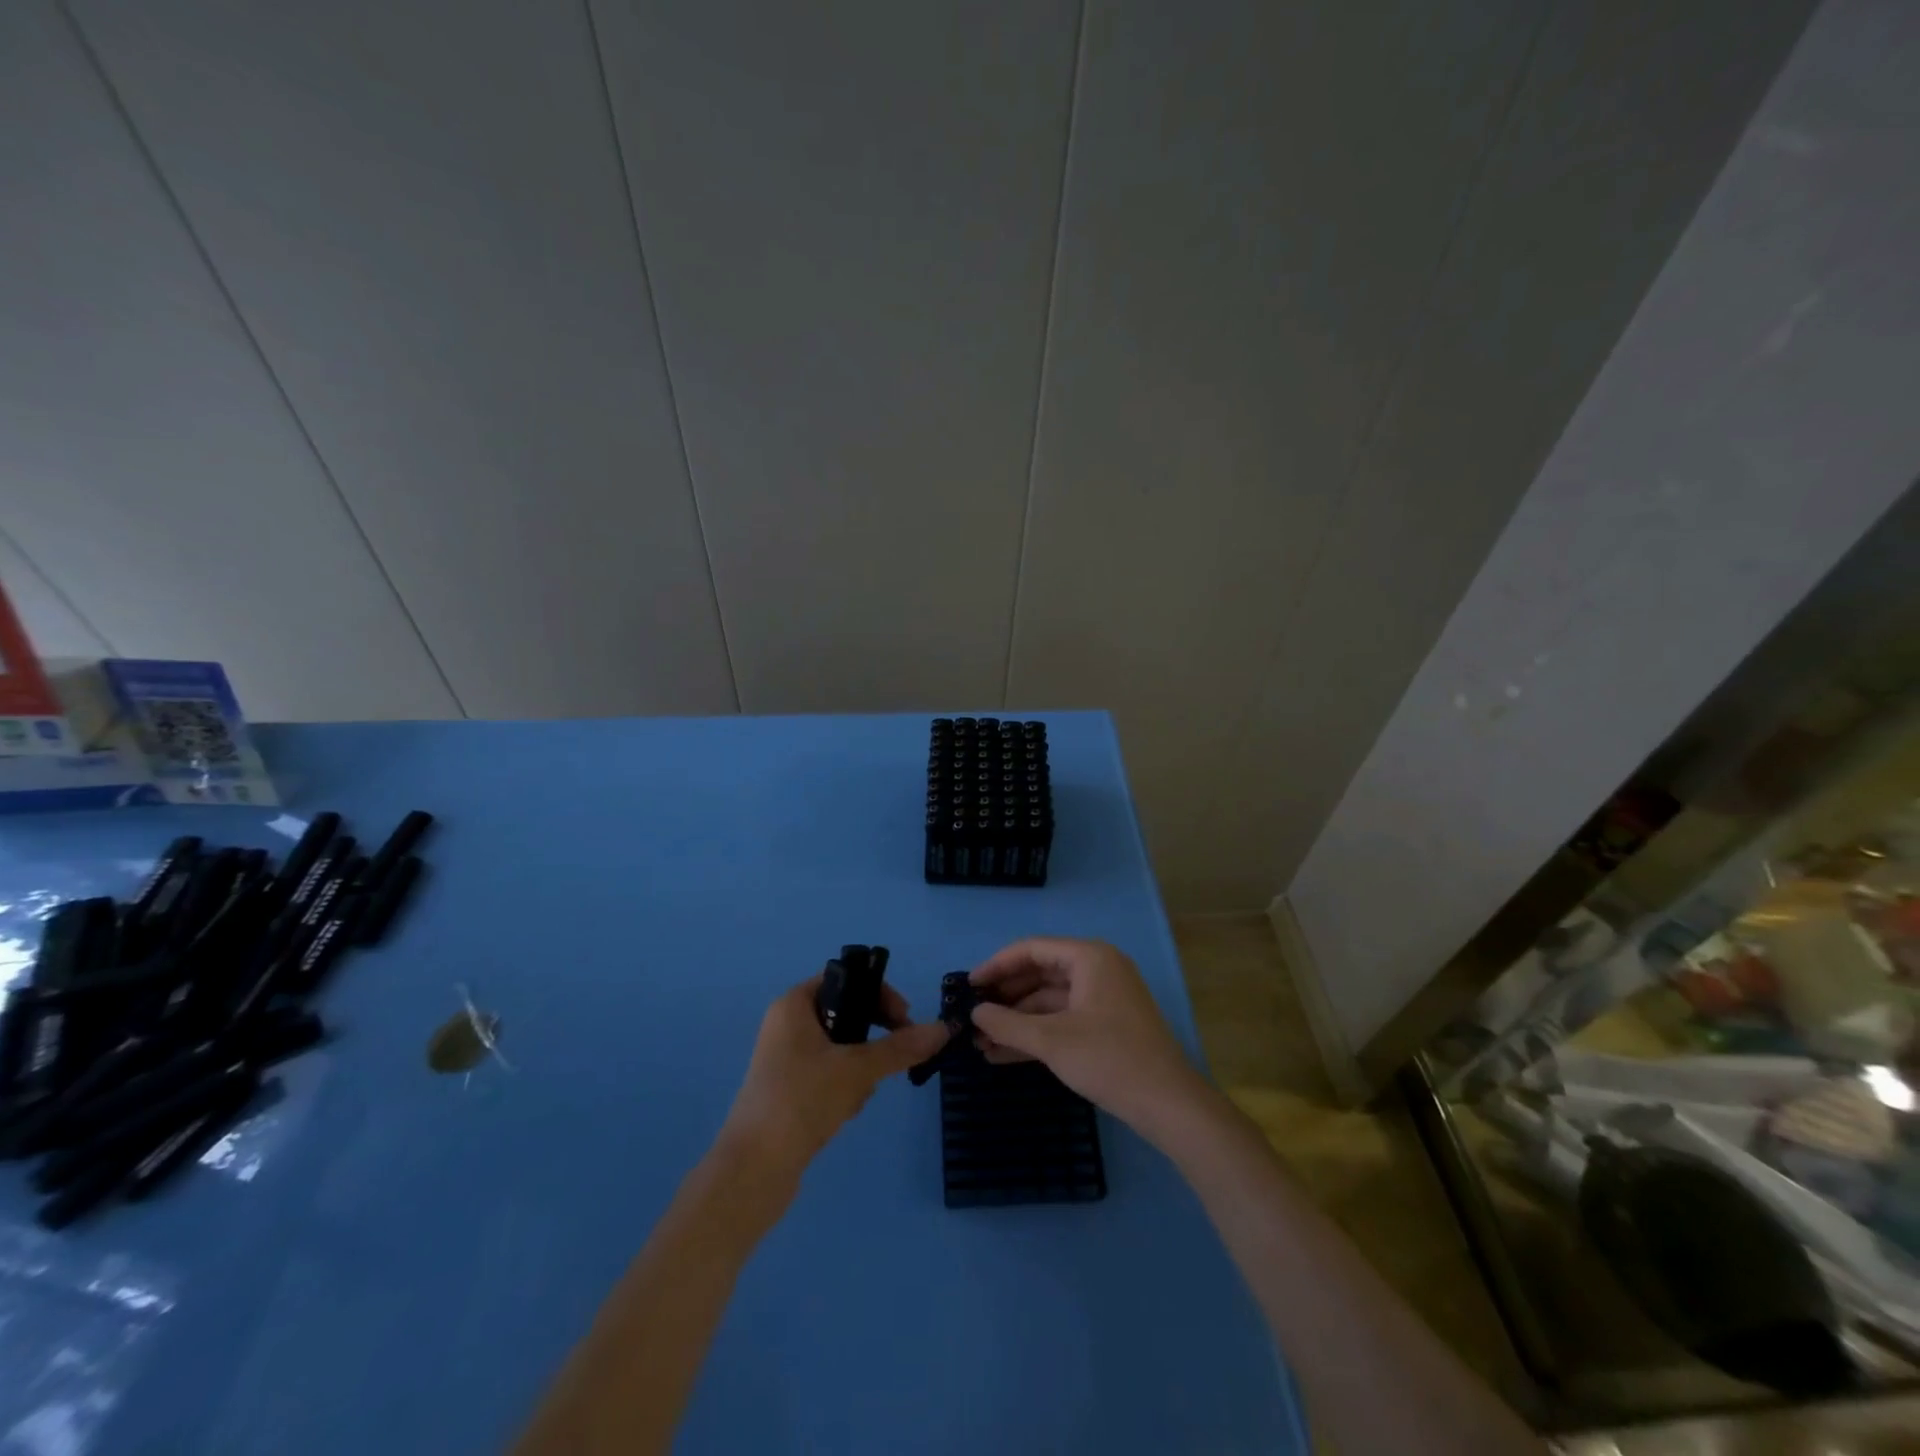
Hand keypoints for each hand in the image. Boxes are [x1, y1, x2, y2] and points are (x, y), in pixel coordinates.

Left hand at [721, 978, 950, 1177]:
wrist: (752, 1171)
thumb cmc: (801, 1100)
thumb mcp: (857, 1069)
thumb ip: (901, 1047)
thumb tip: (943, 1028)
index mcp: (794, 1004)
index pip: (845, 978)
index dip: (878, 993)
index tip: (903, 1020)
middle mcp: (787, 1024)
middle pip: (846, 1014)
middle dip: (872, 1038)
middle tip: (892, 1059)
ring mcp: (786, 1059)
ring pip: (842, 1049)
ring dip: (860, 1069)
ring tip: (858, 1096)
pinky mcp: (789, 1091)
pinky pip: (829, 1075)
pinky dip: (844, 1089)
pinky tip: (843, 1113)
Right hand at [969, 938, 1211, 1139]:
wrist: (1169, 1105)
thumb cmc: (1109, 1060)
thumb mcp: (1052, 1041)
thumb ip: (1008, 1024)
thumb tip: (974, 1013)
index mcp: (1089, 958)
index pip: (1032, 949)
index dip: (997, 966)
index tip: (968, 986)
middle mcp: (1097, 969)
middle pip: (1040, 974)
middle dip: (1005, 998)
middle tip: (972, 1016)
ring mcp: (1103, 999)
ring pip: (1049, 1002)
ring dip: (1017, 1021)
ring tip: (980, 1043)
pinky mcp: (1106, 1026)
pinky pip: (1062, 1020)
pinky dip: (1036, 1034)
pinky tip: (1003, 1054)